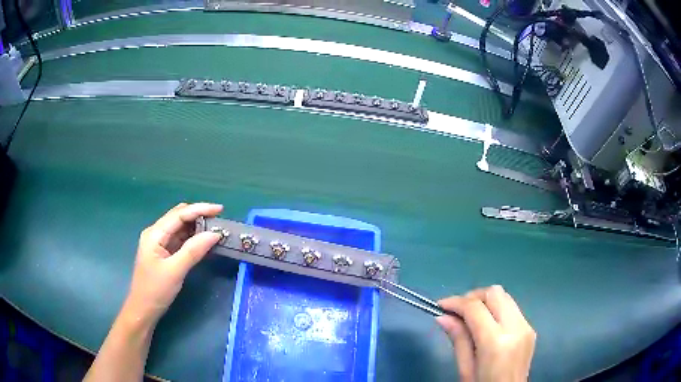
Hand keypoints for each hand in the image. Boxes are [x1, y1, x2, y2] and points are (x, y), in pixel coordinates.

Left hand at [122, 202, 223, 326]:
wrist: (143, 310)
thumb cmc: (155, 290)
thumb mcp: (175, 271)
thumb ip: (193, 251)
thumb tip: (215, 234)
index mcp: (155, 234)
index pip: (179, 214)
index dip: (200, 209)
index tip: (220, 210)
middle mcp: (156, 233)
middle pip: (179, 217)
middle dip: (199, 215)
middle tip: (219, 221)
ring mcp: (160, 243)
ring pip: (181, 228)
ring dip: (197, 227)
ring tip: (216, 230)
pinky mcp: (164, 253)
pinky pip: (181, 240)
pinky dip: (193, 239)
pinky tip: (204, 242)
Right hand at [436, 285, 535, 381]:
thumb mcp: (465, 369)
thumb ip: (458, 340)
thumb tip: (443, 317)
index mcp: (496, 342)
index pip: (475, 308)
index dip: (456, 302)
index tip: (440, 305)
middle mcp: (516, 327)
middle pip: (495, 293)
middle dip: (472, 296)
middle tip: (456, 310)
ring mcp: (526, 326)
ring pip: (505, 296)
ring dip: (485, 301)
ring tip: (470, 316)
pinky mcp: (530, 328)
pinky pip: (511, 308)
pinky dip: (496, 309)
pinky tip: (486, 324)